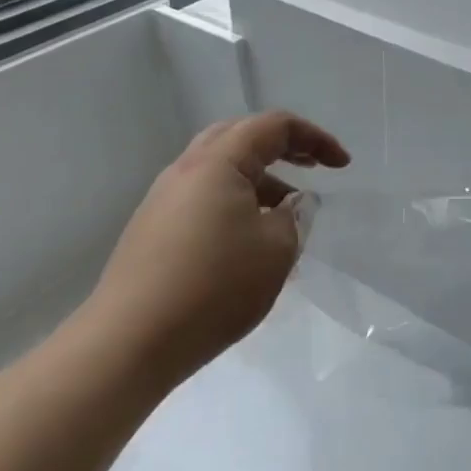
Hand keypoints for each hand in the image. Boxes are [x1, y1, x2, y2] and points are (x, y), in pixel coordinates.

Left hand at [83, 111, 350, 383]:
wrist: (128, 344)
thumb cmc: (214, 287)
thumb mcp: (277, 249)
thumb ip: (295, 215)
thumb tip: (291, 203)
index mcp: (218, 163)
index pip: (274, 126)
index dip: (315, 139)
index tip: (342, 165)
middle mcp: (186, 170)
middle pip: (240, 136)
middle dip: (282, 146)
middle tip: (312, 167)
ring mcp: (163, 200)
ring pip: (220, 169)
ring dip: (259, 179)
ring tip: (286, 212)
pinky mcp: (152, 230)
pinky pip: (203, 198)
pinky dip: (235, 203)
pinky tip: (250, 241)